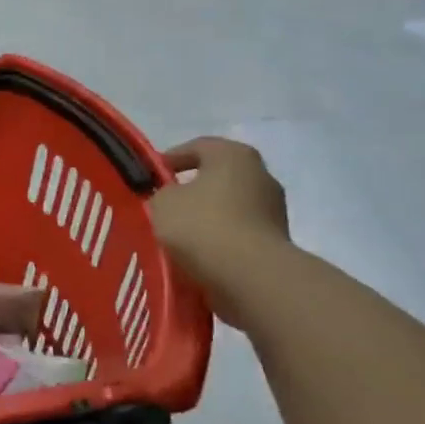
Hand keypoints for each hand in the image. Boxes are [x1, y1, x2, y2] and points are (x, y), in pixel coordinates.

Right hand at [149, 138, 289, 320]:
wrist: (250, 276)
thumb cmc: (202, 226)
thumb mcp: (162, 202)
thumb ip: (161, 193)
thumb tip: (171, 198)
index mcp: (234, 155)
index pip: (196, 147)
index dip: (168, 160)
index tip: (148, 179)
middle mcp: (260, 175)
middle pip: (216, 177)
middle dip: (189, 191)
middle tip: (162, 207)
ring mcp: (273, 210)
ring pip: (227, 207)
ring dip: (205, 218)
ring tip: (177, 237)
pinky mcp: (276, 241)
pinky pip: (238, 234)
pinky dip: (219, 241)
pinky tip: (197, 256)